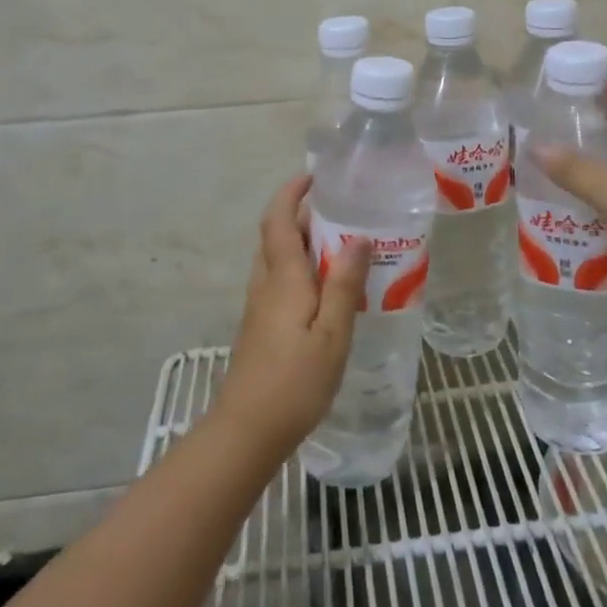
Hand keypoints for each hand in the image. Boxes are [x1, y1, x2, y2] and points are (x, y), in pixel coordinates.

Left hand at [211, 174, 370, 460]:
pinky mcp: (261, 324)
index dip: (291, 192)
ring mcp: (259, 305)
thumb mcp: (332, 332)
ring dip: (301, 241)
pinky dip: (300, 268)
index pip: (278, 220)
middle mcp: (266, 283)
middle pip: (276, 235)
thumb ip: (344, 283)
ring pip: (277, 258)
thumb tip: (358, 236)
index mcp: (283, 277)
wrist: (248, 430)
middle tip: (341, 211)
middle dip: (302, 214)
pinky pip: (280, 280)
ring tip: (341, 245)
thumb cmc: (295, 380)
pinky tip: (327, 288)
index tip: (314, 176)